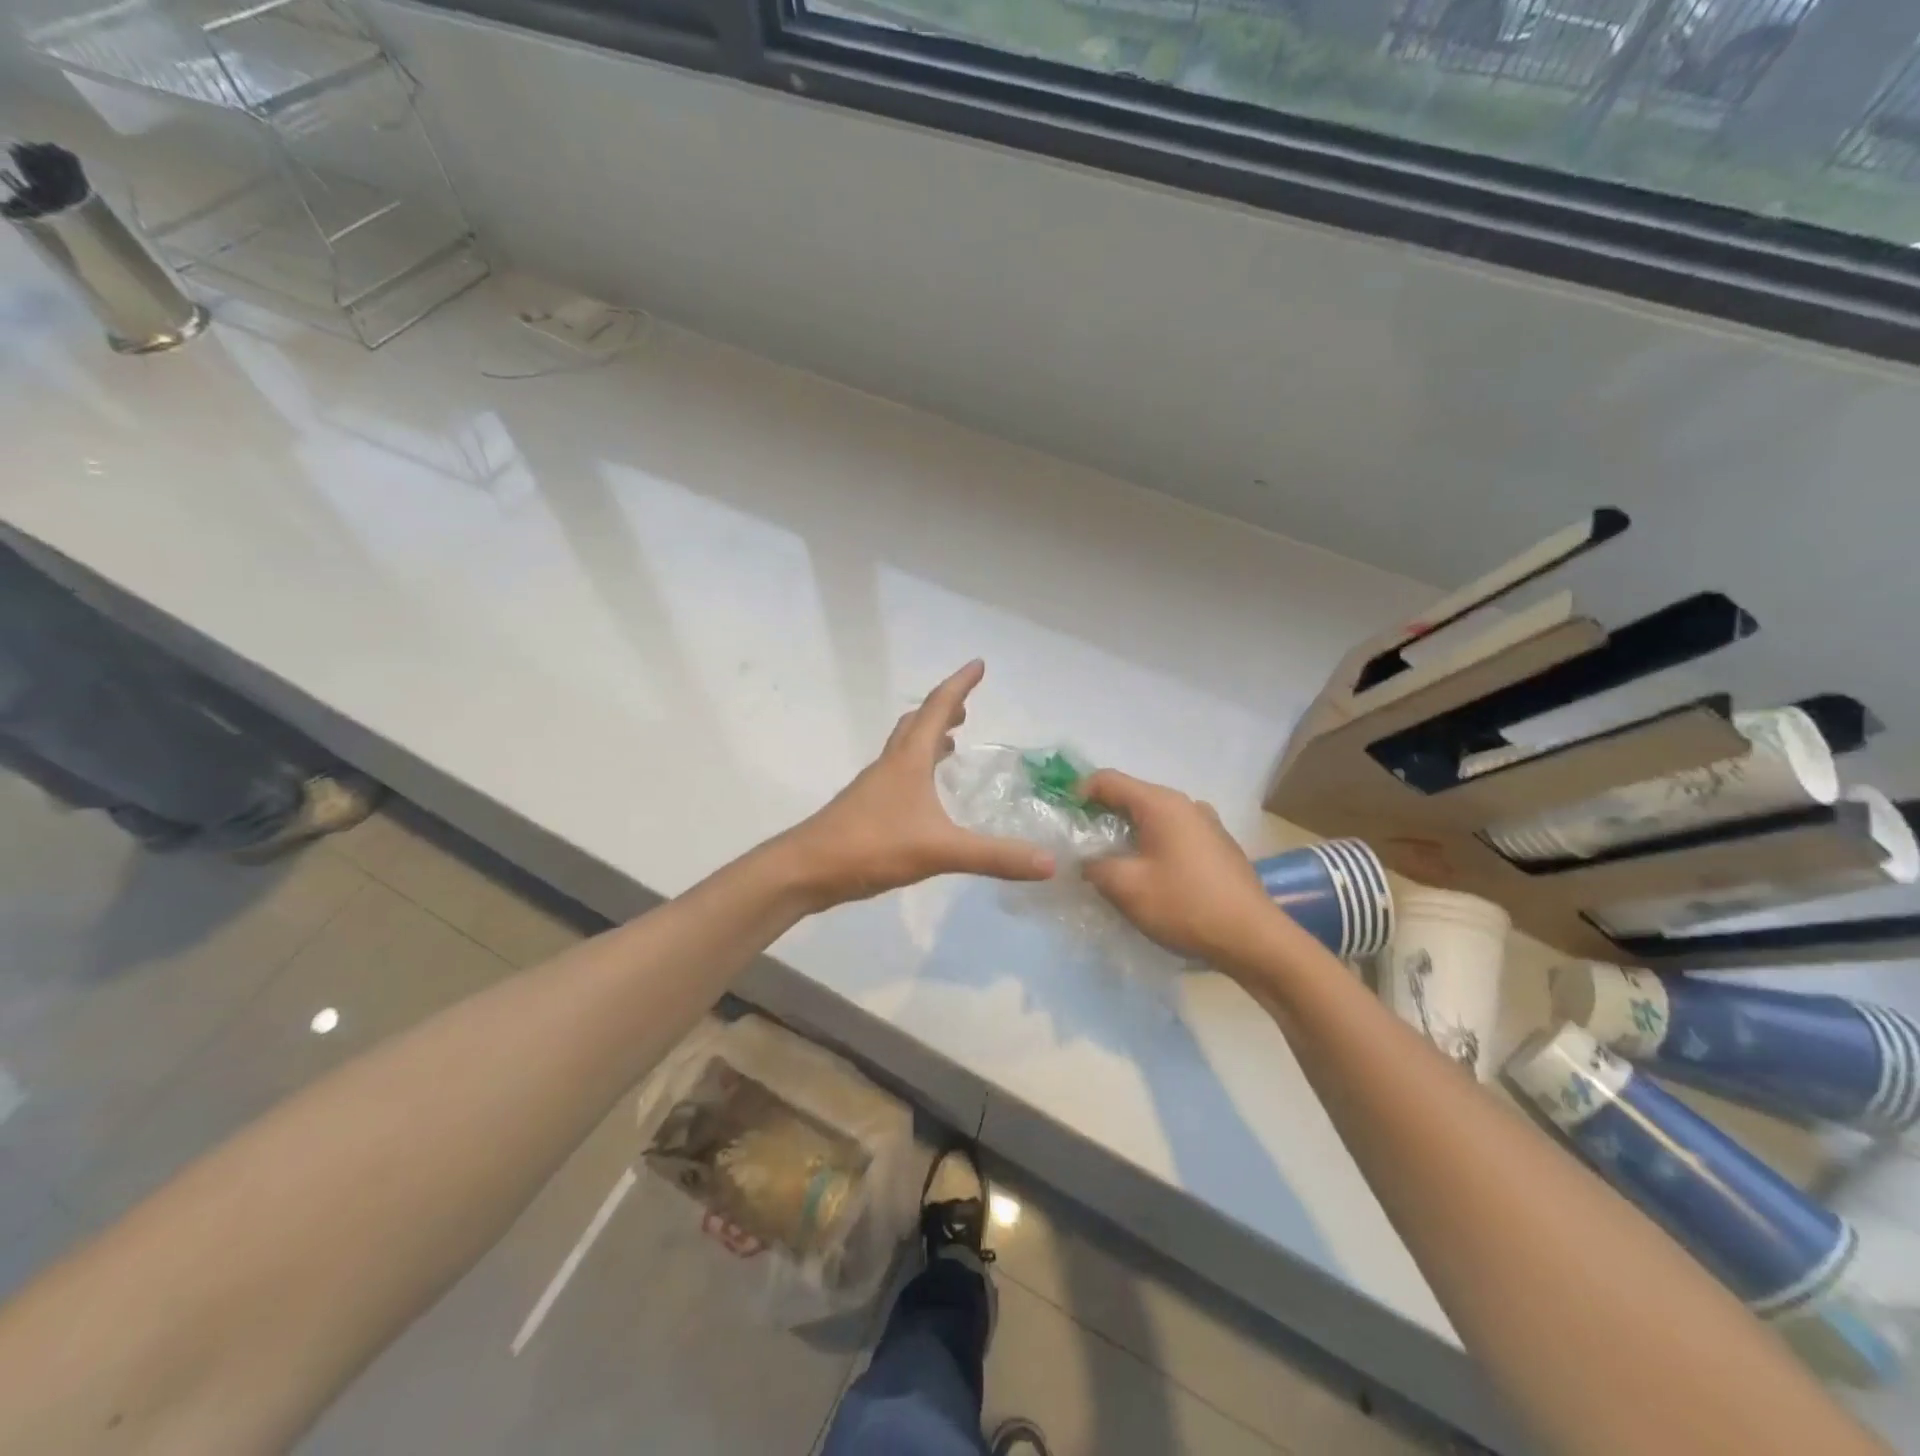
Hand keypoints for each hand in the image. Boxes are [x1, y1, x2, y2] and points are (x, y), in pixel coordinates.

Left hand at [783, 661, 1054, 908]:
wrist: (806, 870)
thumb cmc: (871, 846)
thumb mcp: (940, 851)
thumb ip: (994, 856)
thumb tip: (1049, 863)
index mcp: (908, 760)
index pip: (937, 708)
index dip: (960, 685)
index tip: (978, 664)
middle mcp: (890, 765)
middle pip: (917, 724)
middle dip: (943, 711)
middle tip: (966, 709)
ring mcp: (874, 787)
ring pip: (904, 749)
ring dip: (928, 739)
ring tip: (951, 744)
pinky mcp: (865, 810)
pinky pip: (898, 776)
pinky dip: (917, 770)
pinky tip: (925, 797)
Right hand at [1079, 769, 1276, 968]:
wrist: (1253, 939)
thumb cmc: (1185, 905)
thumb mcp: (1126, 887)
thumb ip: (1095, 866)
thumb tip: (1086, 861)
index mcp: (1162, 804)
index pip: (1109, 780)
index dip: (1079, 793)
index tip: (1064, 820)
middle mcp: (1186, 805)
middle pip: (1133, 798)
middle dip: (1102, 816)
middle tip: (1081, 845)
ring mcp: (1208, 825)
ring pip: (1155, 819)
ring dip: (1129, 834)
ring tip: (1112, 863)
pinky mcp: (1219, 847)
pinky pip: (1175, 835)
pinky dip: (1153, 846)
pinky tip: (1150, 876)